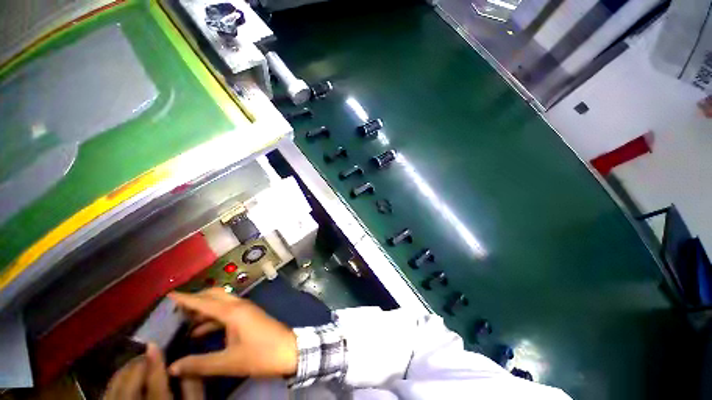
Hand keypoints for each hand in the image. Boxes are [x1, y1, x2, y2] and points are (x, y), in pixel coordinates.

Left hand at [103, 343, 202, 399]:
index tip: (153, 345)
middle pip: (128, 391)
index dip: (153, 365)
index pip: (155, 388)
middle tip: (145, 354)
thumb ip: (193, 388)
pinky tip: (122, 380)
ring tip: (134, 364)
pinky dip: (113, 386)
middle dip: (134, 368)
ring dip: (122, 375)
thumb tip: (185, 362)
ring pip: (113, 395)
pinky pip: (106, 399)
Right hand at [167, 288, 297, 378]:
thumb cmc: (261, 354)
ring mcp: (245, 310)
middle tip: (174, 311)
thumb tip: (172, 366)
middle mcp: (239, 305)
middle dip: (195, 300)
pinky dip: (212, 319)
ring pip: (221, 304)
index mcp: (233, 311)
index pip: (204, 302)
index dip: (185, 298)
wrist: (289, 350)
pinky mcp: (249, 317)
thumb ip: (199, 364)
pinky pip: (227, 313)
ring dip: (203, 311)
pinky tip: (200, 332)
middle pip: (214, 296)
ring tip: (182, 323)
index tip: (168, 295)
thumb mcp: (229, 362)